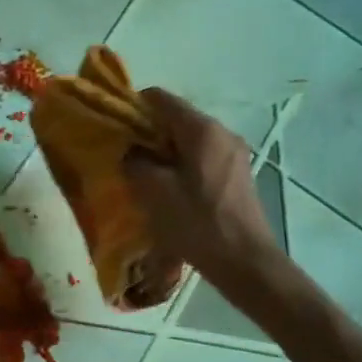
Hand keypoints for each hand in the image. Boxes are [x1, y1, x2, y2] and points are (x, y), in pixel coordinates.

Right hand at [125, 88, 279, 289]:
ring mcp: (234, 154)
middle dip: (148, 134)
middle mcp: (222, 133)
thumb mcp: (155, 193)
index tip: (115, 130)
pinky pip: (202, 159)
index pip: (161, 99)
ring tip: (145, 178)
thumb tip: (131, 152)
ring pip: (189, 141)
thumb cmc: (198, 224)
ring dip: (164, 153)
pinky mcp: (237, 176)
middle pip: (176, 119)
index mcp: (202, 130)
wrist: (246, 262)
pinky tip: (170, 192)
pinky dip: (182, 166)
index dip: (133, 108)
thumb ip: (135, 163)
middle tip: (126, 158)